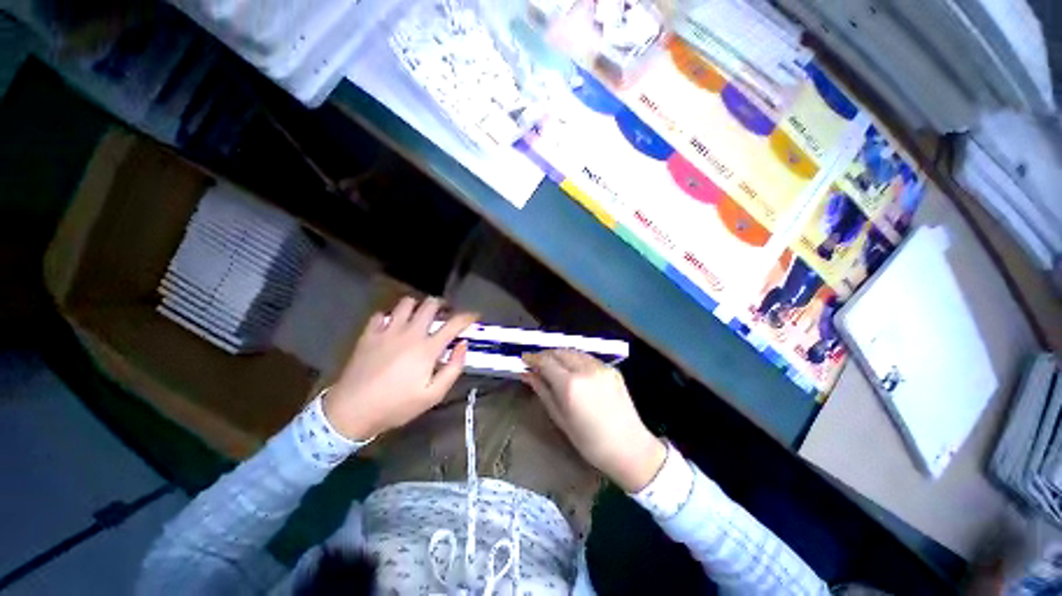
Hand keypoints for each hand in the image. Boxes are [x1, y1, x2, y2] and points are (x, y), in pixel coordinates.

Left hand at [323, 297, 476, 440]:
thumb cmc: (396, 405)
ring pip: (406, 303)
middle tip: (445, 313)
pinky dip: (391, 316)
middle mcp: (409, 333)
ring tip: (419, 316)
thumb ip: (453, 368)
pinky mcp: (369, 334)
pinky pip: (382, 314)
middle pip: (429, 305)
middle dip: (442, 305)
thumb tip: (462, 345)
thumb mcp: (433, 395)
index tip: (475, 316)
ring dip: (417, 306)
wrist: (351, 411)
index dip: (467, 317)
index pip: (454, 323)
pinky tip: (393, 326)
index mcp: (427, 348)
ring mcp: (387, 331)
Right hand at [522, 350, 665, 492]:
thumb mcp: (560, 418)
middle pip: (560, 351)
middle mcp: (585, 369)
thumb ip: (543, 391)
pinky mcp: (611, 369)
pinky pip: (588, 358)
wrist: (629, 447)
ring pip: (574, 352)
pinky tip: (573, 371)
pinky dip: (576, 359)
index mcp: (570, 385)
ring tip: (554, 366)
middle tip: (538, 364)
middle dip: (546, 354)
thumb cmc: (589, 441)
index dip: (533, 358)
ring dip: (560, 355)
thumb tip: (528, 375)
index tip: (524, 359)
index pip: (546, 361)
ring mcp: (601, 367)